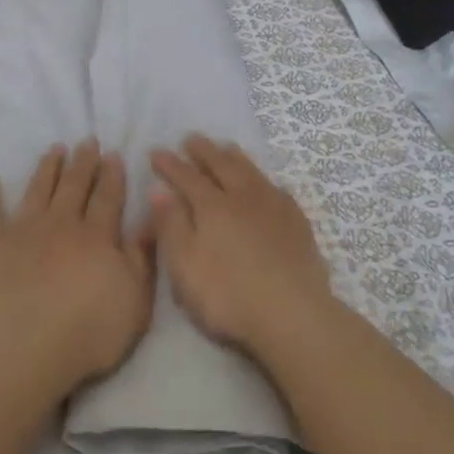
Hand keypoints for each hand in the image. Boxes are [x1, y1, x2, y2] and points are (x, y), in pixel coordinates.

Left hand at [0, 140, 154, 405]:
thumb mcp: (135, 301)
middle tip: (87, 141)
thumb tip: (150, 217)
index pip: (107, 197)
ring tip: (55, 149)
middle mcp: (60, 224)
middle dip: (83, 162)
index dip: (111, 174)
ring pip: (38, 189)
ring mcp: (22, 232)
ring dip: (47, 168)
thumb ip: (142, 257)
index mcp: (96, 236)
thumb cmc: (87, 334)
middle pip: (74, 186)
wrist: (22, 353)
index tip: (112, 153)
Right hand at [149, 135, 331, 357]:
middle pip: (221, 165)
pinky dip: (265, 180)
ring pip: (251, 172)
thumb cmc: (228, 295)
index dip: (170, 164)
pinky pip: (277, 189)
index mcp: (212, 207)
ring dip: (235, 157)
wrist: (292, 315)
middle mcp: (242, 197)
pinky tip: (266, 185)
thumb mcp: (185, 265)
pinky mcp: (297, 223)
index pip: (186, 176)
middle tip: (191, 138)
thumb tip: (158, 189)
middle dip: (204, 151)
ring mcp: (274, 207)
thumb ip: (171, 225)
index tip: (156, 151)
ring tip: (226, 148)